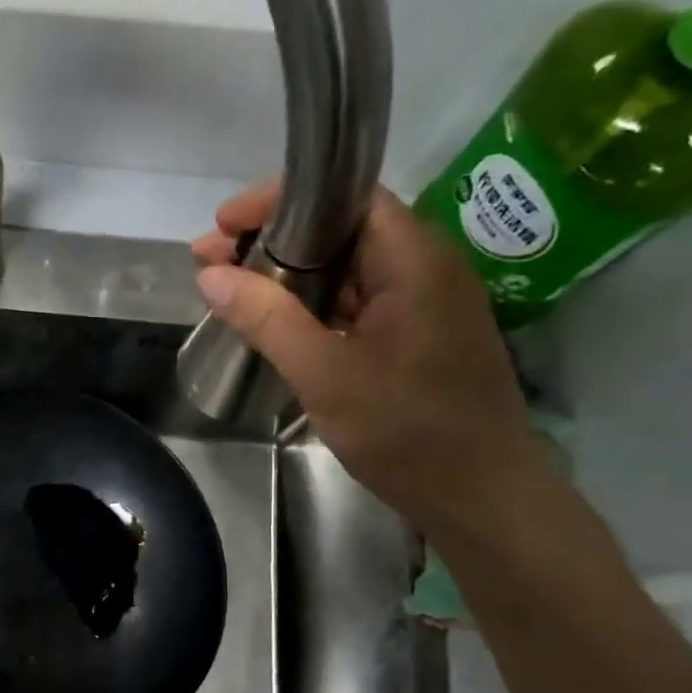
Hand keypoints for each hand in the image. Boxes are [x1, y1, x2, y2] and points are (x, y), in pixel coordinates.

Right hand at [193, 180, 547, 539]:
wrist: (480, 496)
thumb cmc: (408, 431)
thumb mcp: (325, 375)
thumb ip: (268, 320)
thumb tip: (211, 276)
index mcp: (415, 259)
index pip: (345, 197)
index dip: (279, 201)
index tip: (224, 224)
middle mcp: (425, 267)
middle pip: (341, 231)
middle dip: (271, 240)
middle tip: (211, 262)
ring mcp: (424, 304)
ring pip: (347, 270)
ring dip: (288, 276)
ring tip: (230, 290)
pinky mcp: (416, 337)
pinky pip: (357, 304)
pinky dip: (312, 306)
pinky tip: (275, 325)